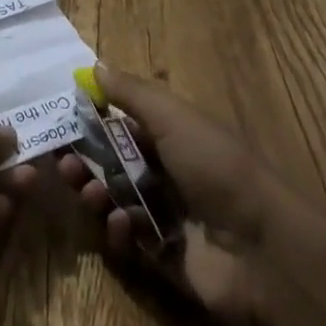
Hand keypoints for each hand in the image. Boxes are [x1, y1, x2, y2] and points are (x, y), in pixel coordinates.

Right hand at [56, 66, 290, 325]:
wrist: (262, 248)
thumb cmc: (215, 166)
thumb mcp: (172, 116)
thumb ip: (130, 92)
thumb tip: (94, 64)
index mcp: (172, 135)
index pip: (123, 123)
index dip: (93, 120)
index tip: (63, 118)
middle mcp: (167, 173)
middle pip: (115, 164)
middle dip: (87, 161)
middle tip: (64, 162)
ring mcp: (167, 218)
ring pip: (117, 202)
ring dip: (97, 193)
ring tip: (90, 191)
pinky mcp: (165, 261)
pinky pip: (131, 244)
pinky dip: (119, 233)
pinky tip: (119, 224)